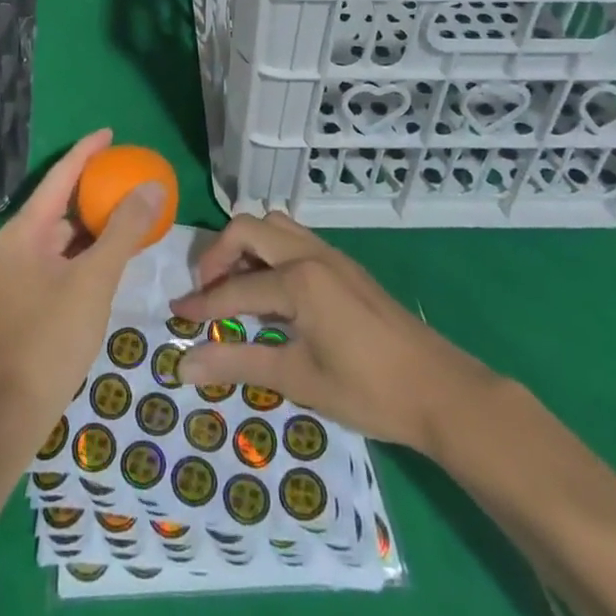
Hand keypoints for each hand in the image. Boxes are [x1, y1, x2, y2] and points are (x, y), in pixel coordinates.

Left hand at [0, 129, 164, 457]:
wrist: (13, 410)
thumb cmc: (51, 336)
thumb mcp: (95, 278)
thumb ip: (124, 230)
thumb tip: (152, 186)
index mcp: (26, 229)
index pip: (60, 175)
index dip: (86, 151)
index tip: (112, 133)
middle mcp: (21, 242)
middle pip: (63, 201)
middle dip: (96, 186)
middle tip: (132, 175)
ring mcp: (25, 271)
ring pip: (67, 232)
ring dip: (97, 220)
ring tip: (133, 209)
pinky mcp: (34, 296)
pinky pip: (67, 256)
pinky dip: (92, 248)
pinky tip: (118, 253)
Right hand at [171, 211, 498, 451]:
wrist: (440, 389)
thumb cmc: (368, 390)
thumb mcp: (299, 379)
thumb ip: (239, 363)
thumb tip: (184, 366)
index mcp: (298, 279)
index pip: (235, 288)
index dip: (202, 304)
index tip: (175, 314)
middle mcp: (310, 253)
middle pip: (248, 228)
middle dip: (218, 255)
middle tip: (207, 292)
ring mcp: (330, 254)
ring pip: (273, 225)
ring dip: (246, 247)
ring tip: (237, 287)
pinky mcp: (343, 264)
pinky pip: (293, 239)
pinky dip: (270, 252)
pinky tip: (272, 292)